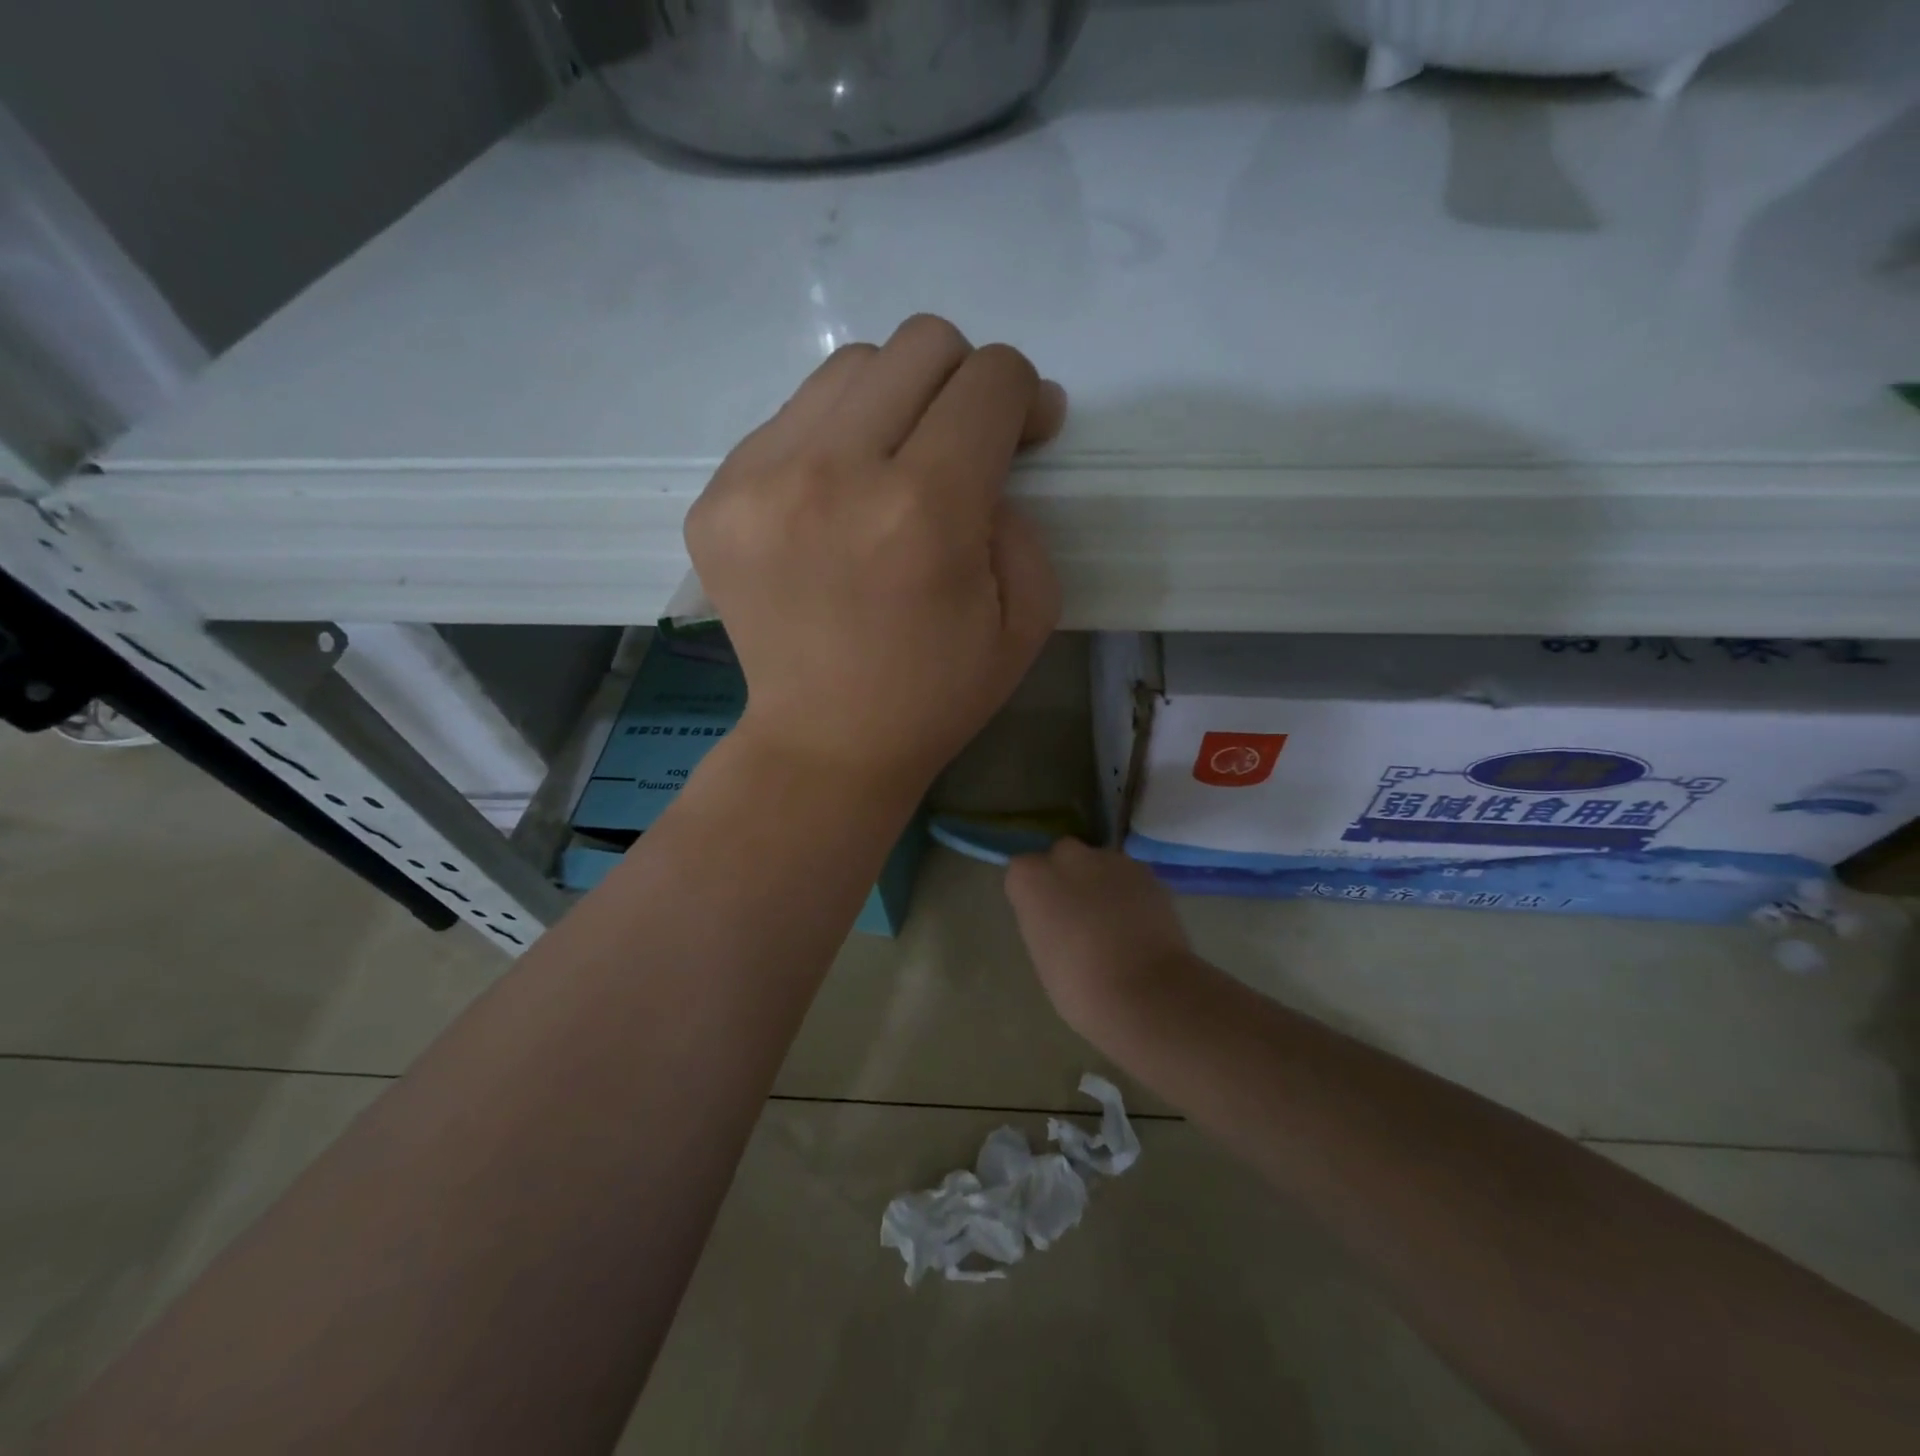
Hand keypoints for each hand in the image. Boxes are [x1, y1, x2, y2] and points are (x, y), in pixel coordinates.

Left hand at [685, 315, 1065, 799]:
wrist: (826, 743)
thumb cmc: (937, 693)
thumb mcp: (1027, 617)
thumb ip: (1023, 512)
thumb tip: (1002, 435)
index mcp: (924, 512)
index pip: (990, 380)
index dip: (1023, 396)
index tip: (1024, 436)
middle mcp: (834, 475)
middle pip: (919, 344)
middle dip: (962, 382)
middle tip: (961, 446)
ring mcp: (759, 482)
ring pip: (849, 368)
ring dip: (893, 403)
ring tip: (894, 470)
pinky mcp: (716, 499)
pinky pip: (791, 419)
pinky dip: (831, 442)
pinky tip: (836, 503)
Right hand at [1005, 840, 1195, 1037]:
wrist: (1145, 993)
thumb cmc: (1079, 987)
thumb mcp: (1043, 955)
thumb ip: (1045, 922)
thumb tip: (1061, 919)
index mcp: (1031, 878)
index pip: (1022, 873)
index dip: (1035, 895)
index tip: (1044, 919)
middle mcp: (1067, 857)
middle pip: (1062, 857)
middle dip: (1068, 878)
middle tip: (1078, 915)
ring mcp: (1110, 860)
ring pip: (1099, 864)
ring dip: (1101, 883)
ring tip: (1114, 923)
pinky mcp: (1146, 871)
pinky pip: (1129, 877)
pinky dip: (1130, 893)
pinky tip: (1139, 925)